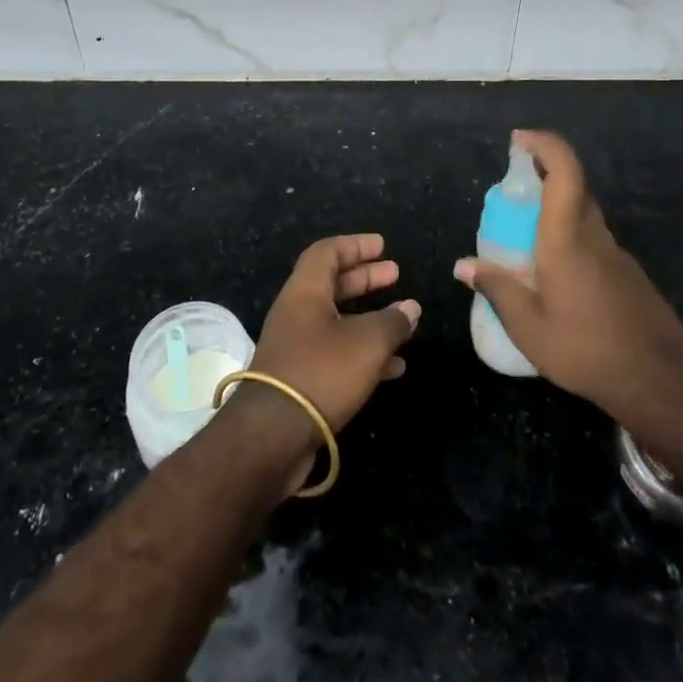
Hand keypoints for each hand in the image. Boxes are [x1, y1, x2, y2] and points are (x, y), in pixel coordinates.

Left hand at [235, 234, 419, 484]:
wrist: (272, 436)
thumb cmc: (321, 372)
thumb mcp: (367, 343)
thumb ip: (392, 322)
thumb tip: (410, 308)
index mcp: (305, 292)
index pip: (327, 253)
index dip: (355, 245)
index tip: (382, 246)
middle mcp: (296, 313)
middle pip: (332, 284)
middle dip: (365, 279)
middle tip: (395, 274)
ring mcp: (296, 347)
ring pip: (337, 321)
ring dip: (369, 318)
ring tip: (403, 321)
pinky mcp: (301, 379)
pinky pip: (336, 354)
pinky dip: (364, 353)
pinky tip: (394, 367)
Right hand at [453, 130, 682, 424]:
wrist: (662, 384)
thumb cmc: (586, 351)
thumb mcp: (529, 328)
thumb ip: (497, 289)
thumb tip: (462, 265)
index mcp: (567, 239)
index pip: (565, 171)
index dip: (544, 144)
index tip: (519, 139)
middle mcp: (595, 236)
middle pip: (574, 187)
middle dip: (544, 174)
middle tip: (513, 192)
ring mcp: (617, 255)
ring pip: (585, 215)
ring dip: (557, 210)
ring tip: (526, 242)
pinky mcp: (629, 275)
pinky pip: (595, 241)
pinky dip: (571, 239)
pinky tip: (558, 278)